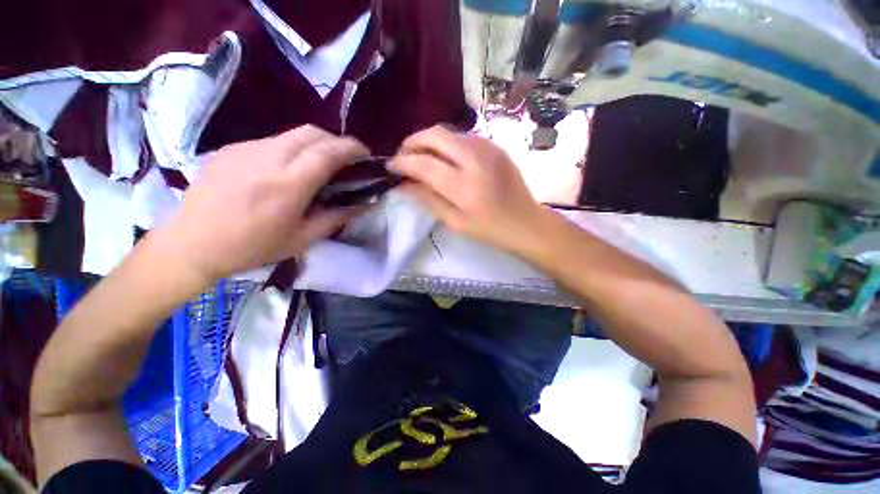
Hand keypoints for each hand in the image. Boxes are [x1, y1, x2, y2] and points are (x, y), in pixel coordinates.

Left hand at [160, 125, 368, 280]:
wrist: (191, 244)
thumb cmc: (252, 248)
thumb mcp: (302, 239)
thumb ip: (337, 217)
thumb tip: (365, 204)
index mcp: (287, 185)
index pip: (327, 152)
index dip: (352, 149)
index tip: (366, 155)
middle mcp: (267, 158)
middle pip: (312, 132)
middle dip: (337, 141)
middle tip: (347, 160)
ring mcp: (246, 149)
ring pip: (292, 134)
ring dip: (316, 144)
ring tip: (320, 165)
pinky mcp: (232, 148)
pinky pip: (273, 140)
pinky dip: (292, 148)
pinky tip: (288, 169)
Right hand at [393, 126, 547, 253]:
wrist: (526, 222)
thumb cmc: (489, 230)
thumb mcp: (455, 222)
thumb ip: (427, 200)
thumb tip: (402, 184)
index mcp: (464, 188)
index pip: (424, 164)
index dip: (402, 162)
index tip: (390, 166)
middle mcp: (475, 160)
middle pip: (435, 135)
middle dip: (412, 142)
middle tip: (403, 156)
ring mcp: (488, 148)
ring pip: (448, 132)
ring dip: (429, 141)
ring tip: (420, 156)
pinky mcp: (495, 145)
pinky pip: (463, 136)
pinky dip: (447, 143)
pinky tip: (444, 157)